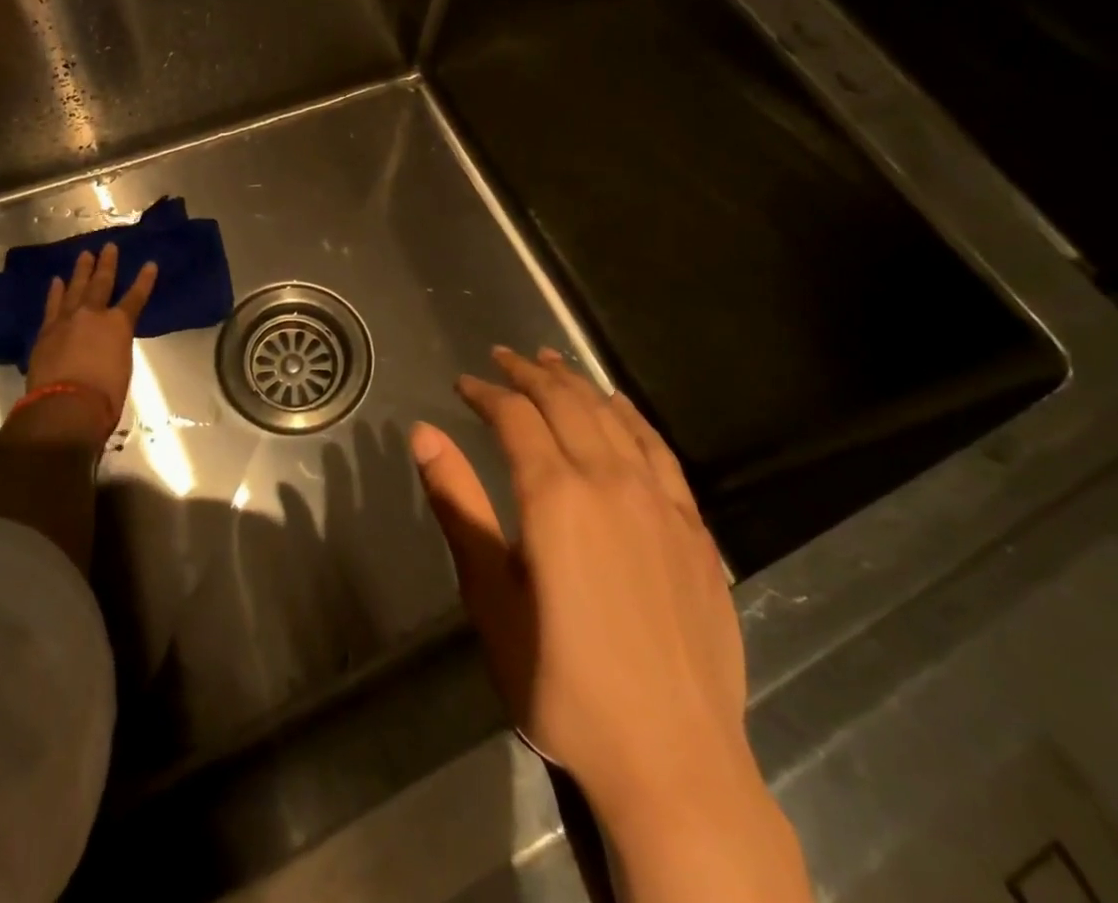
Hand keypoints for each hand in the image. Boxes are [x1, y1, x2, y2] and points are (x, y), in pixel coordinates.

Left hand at [24, 243, 157, 441]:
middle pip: (101, 284)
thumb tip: (107, 346)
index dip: (144, 281)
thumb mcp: (122, 367)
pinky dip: (55, 292)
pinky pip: (52, 305)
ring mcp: (66, 320)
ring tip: (84, 255)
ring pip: (75, 289)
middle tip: (109, 247)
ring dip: (81, 271)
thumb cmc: (104, 394)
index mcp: (119, 325)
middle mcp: (93, 315)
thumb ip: (115, 348)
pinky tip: (56, 281)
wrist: (66, 405)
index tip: (150, 264)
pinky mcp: (46, 332)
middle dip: (107, 264)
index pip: (136, 297)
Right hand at [411, 347, 809, 902]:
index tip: (463, 383)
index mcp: (555, 494)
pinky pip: (660, 450)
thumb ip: (458, 505)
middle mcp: (609, 480)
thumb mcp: (490, 595)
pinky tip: (620, 407)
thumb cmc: (562, 682)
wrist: (673, 760)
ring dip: (577, 383)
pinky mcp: (694, 528)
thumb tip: (423, 432)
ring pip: (612, 417)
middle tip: (502, 357)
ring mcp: (659, 500)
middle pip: (565, 402)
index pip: (514, 417)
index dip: (485, 393)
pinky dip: (632, 417)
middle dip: (528, 373)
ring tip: (552, 361)